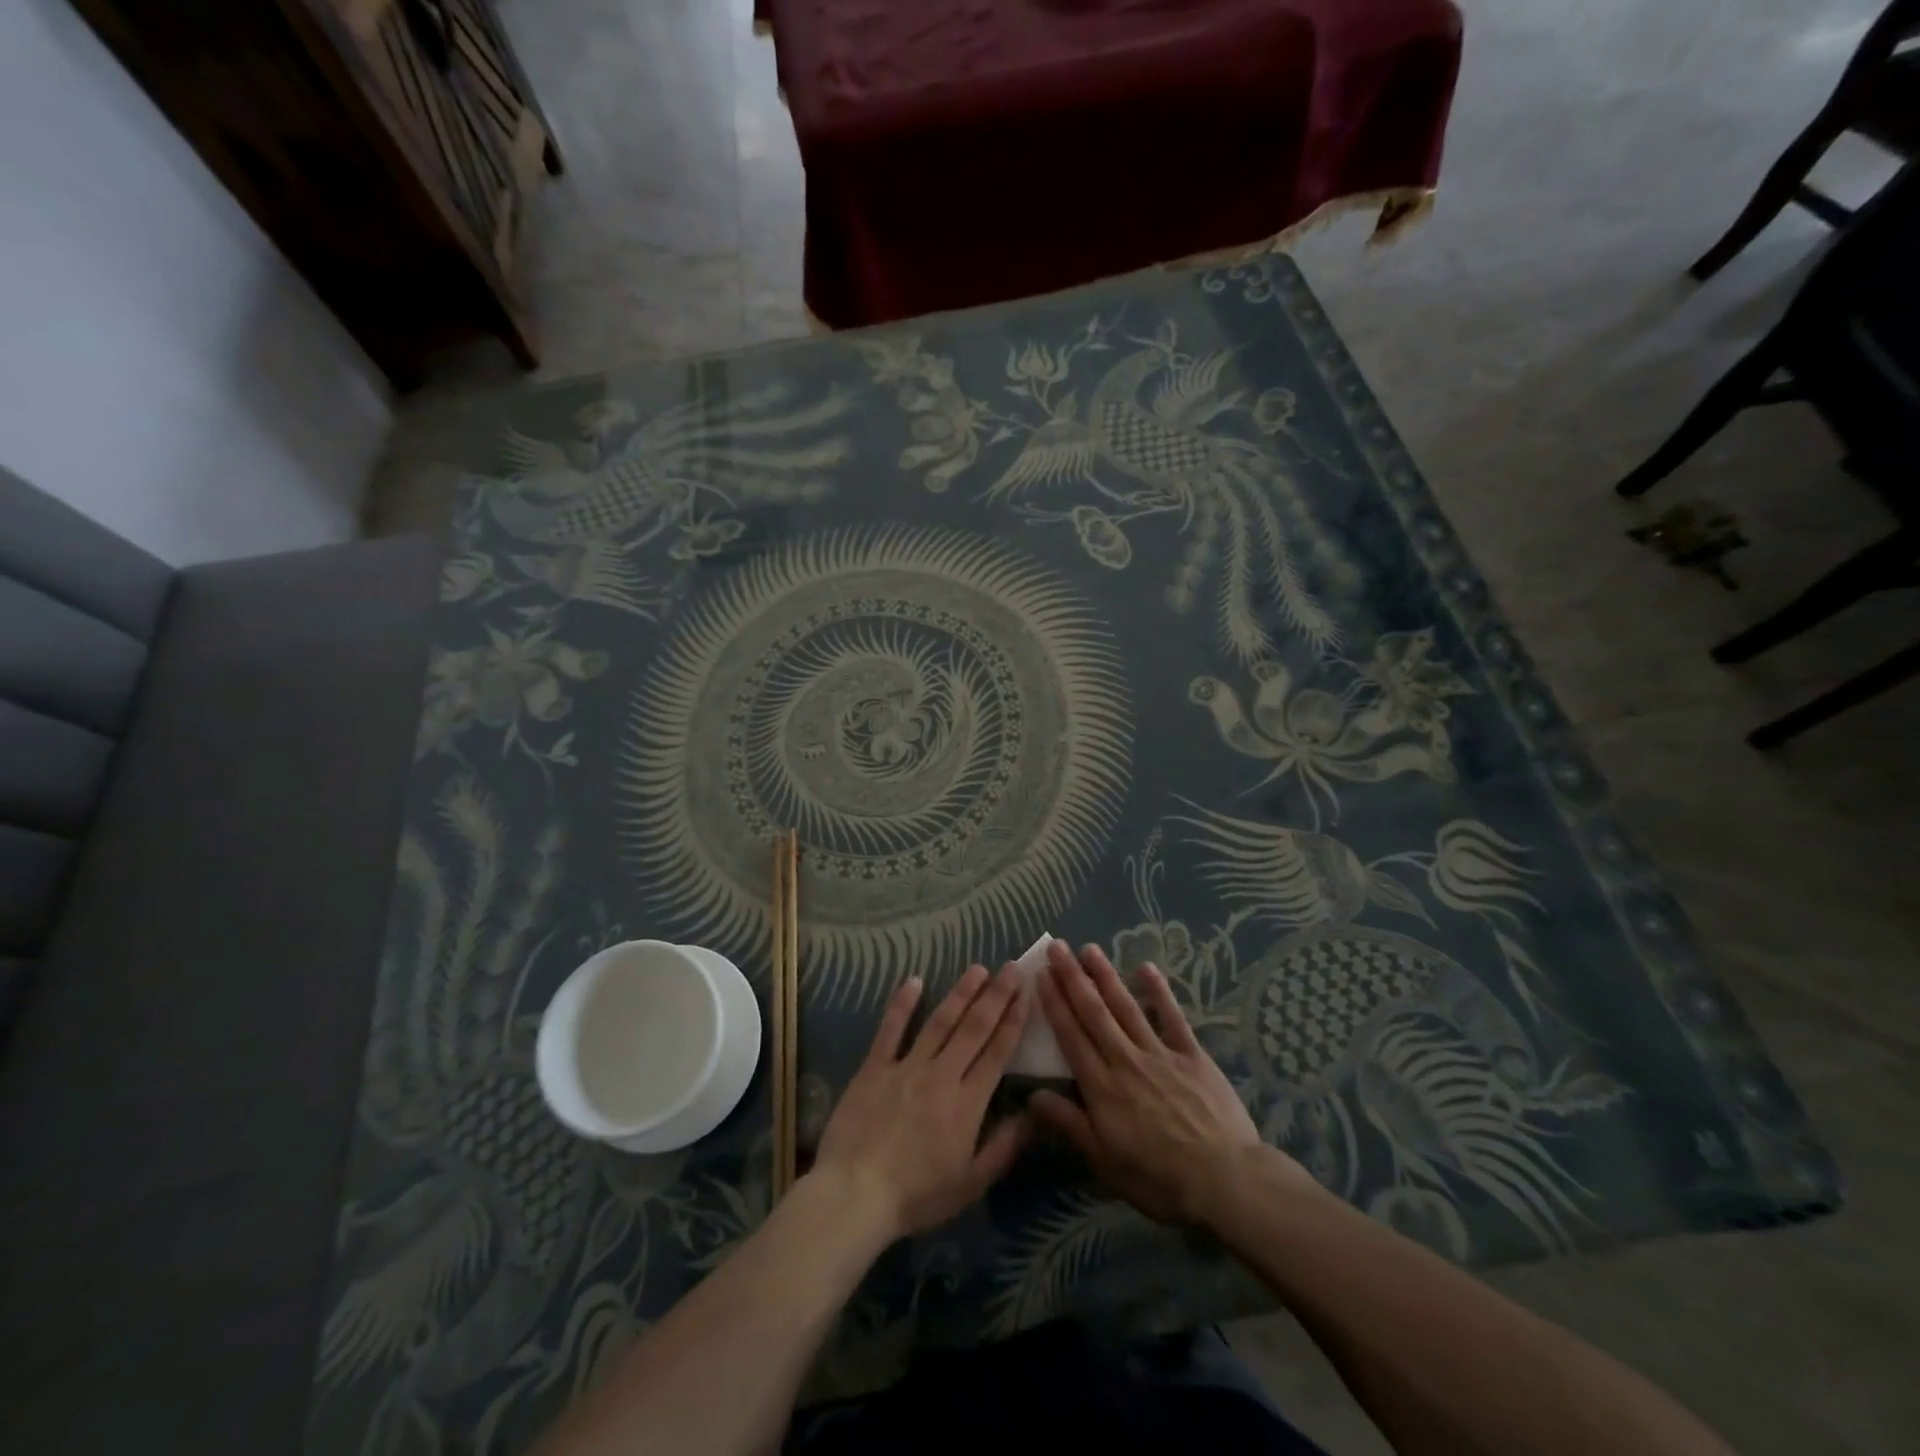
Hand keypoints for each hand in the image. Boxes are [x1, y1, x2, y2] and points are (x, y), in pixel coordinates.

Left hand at [811, 964, 1031, 1241]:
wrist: (856, 1194)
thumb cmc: (917, 1196)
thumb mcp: (971, 1184)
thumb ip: (1004, 1147)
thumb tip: (1032, 1114)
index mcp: (967, 1103)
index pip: (997, 1053)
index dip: (1013, 1021)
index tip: (1027, 993)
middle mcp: (941, 1075)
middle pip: (974, 1028)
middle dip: (996, 996)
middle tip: (1011, 967)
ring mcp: (906, 1067)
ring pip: (939, 1022)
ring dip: (960, 993)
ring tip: (978, 969)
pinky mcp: (874, 1067)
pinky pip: (890, 1030)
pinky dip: (902, 1004)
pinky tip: (914, 981)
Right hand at [1032, 941, 1305, 1223]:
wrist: (1225, 1181)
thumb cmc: (1159, 1179)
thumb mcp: (1105, 1162)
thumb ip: (1068, 1124)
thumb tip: (1031, 1094)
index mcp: (1102, 1087)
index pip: (1071, 1036)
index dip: (1054, 1004)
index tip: (1041, 975)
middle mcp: (1125, 1060)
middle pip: (1094, 1013)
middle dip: (1073, 978)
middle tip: (1057, 946)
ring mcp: (1160, 1054)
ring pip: (1127, 1007)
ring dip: (1106, 976)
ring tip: (1090, 949)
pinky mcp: (1192, 1055)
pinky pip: (1172, 1018)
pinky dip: (1159, 992)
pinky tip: (1146, 967)